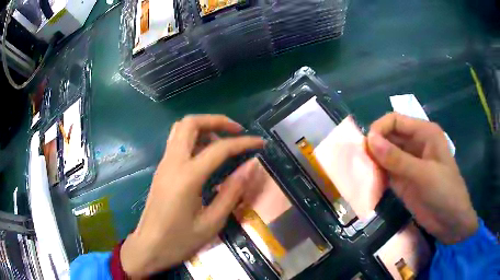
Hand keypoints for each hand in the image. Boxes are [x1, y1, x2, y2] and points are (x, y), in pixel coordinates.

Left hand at [120, 115, 264, 277]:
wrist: (148, 247)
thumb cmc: (179, 241)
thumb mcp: (211, 223)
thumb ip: (231, 193)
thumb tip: (250, 167)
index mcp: (187, 177)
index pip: (219, 148)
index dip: (243, 143)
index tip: (260, 143)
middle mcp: (173, 163)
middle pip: (191, 123)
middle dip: (217, 120)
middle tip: (237, 131)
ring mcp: (164, 164)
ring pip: (181, 129)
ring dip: (204, 127)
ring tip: (223, 142)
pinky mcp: (161, 169)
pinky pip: (176, 142)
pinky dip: (194, 138)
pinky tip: (206, 155)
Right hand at [367, 113, 477, 244]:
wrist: (450, 222)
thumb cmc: (444, 192)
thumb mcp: (423, 174)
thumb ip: (397, 159)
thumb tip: (369, 140)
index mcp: (424, 133)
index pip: (395, 121)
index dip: (379, 129)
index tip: (366, 145)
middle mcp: (415, 144)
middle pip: (389, 136)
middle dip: (374, 145)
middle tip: (359, 160)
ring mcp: (409, 163)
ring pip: (385, 154)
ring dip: (373, 161)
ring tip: (360, 172)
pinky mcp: (404, 180)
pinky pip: (386, 172)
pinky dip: (376, 175)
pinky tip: (368, 182)